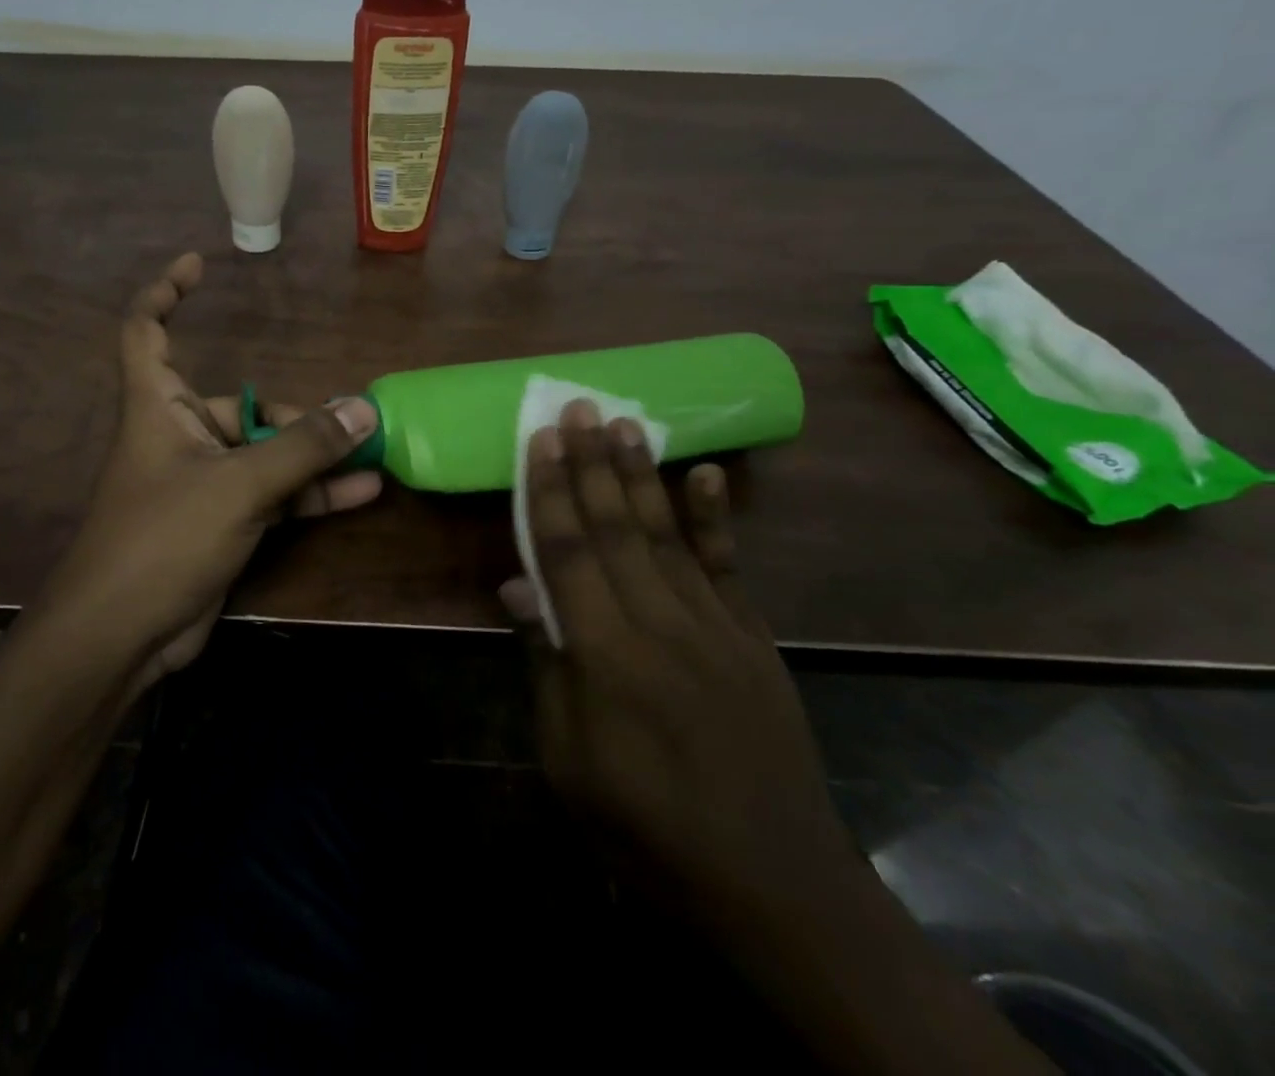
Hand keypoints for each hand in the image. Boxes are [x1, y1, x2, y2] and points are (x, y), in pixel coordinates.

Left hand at [40, 253, 381, 687]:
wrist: (122, 636)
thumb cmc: (162, 539)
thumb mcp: (237, 485)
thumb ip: (301, 448)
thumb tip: (361, 409)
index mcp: (157, 407)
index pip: (145, 330)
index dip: (165, 292)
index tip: (198, 265)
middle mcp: (178, 436)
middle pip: (237, 405)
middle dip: (290, 415)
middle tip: (345, 428)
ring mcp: (201, 483)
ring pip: (263, 455)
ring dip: (312, 456)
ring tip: (368, 453)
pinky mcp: (220, 524)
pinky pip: (272, 495)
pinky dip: (310, 494)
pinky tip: (360, 492)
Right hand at [499, 401, 860, 932]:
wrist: (774, 886)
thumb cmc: (648, 830)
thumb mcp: (569, 762)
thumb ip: (547, 665)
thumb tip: (519, 586)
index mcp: (606, 656)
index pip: (567, 553)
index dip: (548, 492)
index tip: (537, 439)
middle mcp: (660, 625)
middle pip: (617, 528)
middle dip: (591, 464)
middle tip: (578, 407)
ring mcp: (716, 628)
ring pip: (668, 534)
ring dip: (643, 474)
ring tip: (626, 422)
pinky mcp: (753, 640)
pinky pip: (728, 567)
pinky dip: (715, 518)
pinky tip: (707, 474)